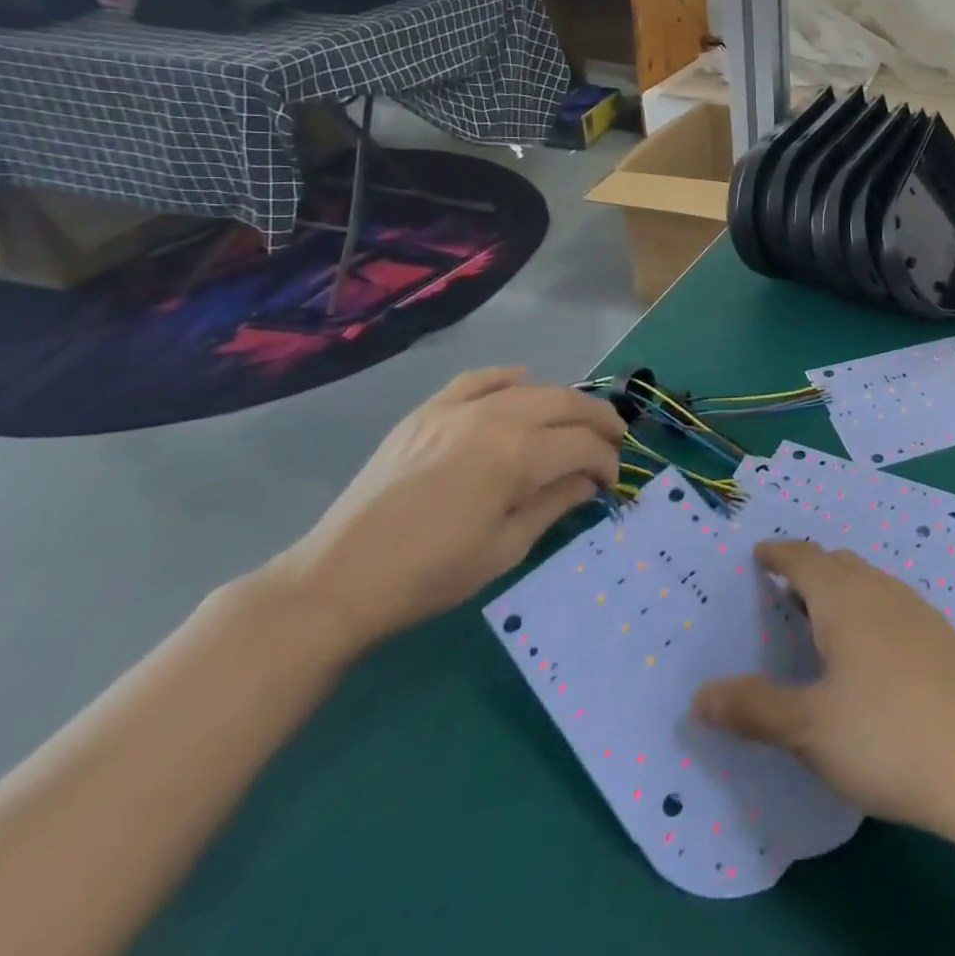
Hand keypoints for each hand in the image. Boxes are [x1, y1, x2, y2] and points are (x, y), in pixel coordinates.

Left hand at [273, 368, 623, 651]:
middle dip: (599, 419)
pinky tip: (522, 384)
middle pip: (566, 402)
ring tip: (576, 421)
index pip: (583, 445)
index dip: (606, 461)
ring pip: (530, 387)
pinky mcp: (428, 411)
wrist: (340, 578)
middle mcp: (495, 418)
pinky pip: (479, 379)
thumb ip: (556, 503)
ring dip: (563, 401)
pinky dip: (508, 378)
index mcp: (517, 456)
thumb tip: (589, 480)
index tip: (611, 483)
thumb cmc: (431, 574)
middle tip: (614, 440)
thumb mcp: (507, 547)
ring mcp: (458, 409)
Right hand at [689, 540, 954, 832]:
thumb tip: (699, 695)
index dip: (779, 553)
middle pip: (839, 564)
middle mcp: (881, 592)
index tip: (760, 554)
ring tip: (822, 620)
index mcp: (844, 600)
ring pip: (869, 582)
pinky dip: (868, 609)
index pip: (804, 558)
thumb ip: (753, 707)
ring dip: (841, 589)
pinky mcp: (942, 637)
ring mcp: (917, 611)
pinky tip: (872, 650)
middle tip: (784, 591)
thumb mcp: (808, 728)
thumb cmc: (885, 737)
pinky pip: (892, 604)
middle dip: (809, 569)